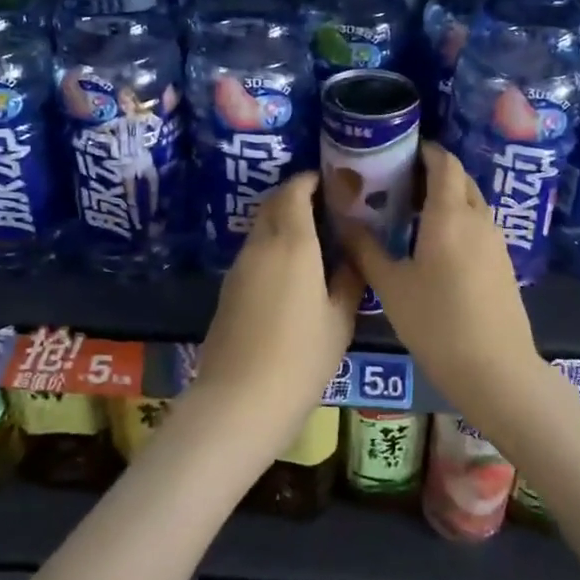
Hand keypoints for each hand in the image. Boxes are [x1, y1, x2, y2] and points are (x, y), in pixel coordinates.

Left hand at [194, 173, 362, 453]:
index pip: (294, 192)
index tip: (331, 183)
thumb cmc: (300, 358)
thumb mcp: (339, 320)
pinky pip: (253, 251)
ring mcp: (239, 267)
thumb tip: (351, 255)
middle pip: (273, 203)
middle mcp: (261, 246)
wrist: (240, 399)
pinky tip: (292, 269)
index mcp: (292, 244)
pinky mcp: (228, 288)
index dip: (310, 180)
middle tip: (326, 207)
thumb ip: (349, 279)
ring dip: (283, 221)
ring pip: (261, 227)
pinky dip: (271, 245)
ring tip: (314, 238)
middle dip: (296, 196)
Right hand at [341, 142, 540, 410]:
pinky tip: (434, 243)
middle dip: (432, 172)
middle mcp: (478, 219)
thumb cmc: (436, 322)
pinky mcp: (502, 263)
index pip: (443, 163)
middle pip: (459, 179)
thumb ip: (366, 249)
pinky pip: (478, 225)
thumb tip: (344, 222)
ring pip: (471, 203)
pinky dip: (457, 219)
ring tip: (410, 211)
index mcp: (449, 215)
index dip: (425, 150)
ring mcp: (495, 242)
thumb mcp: (391, 286)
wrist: (495, 369)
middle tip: (398, 181)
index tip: (400, 150)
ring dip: (446, 197)